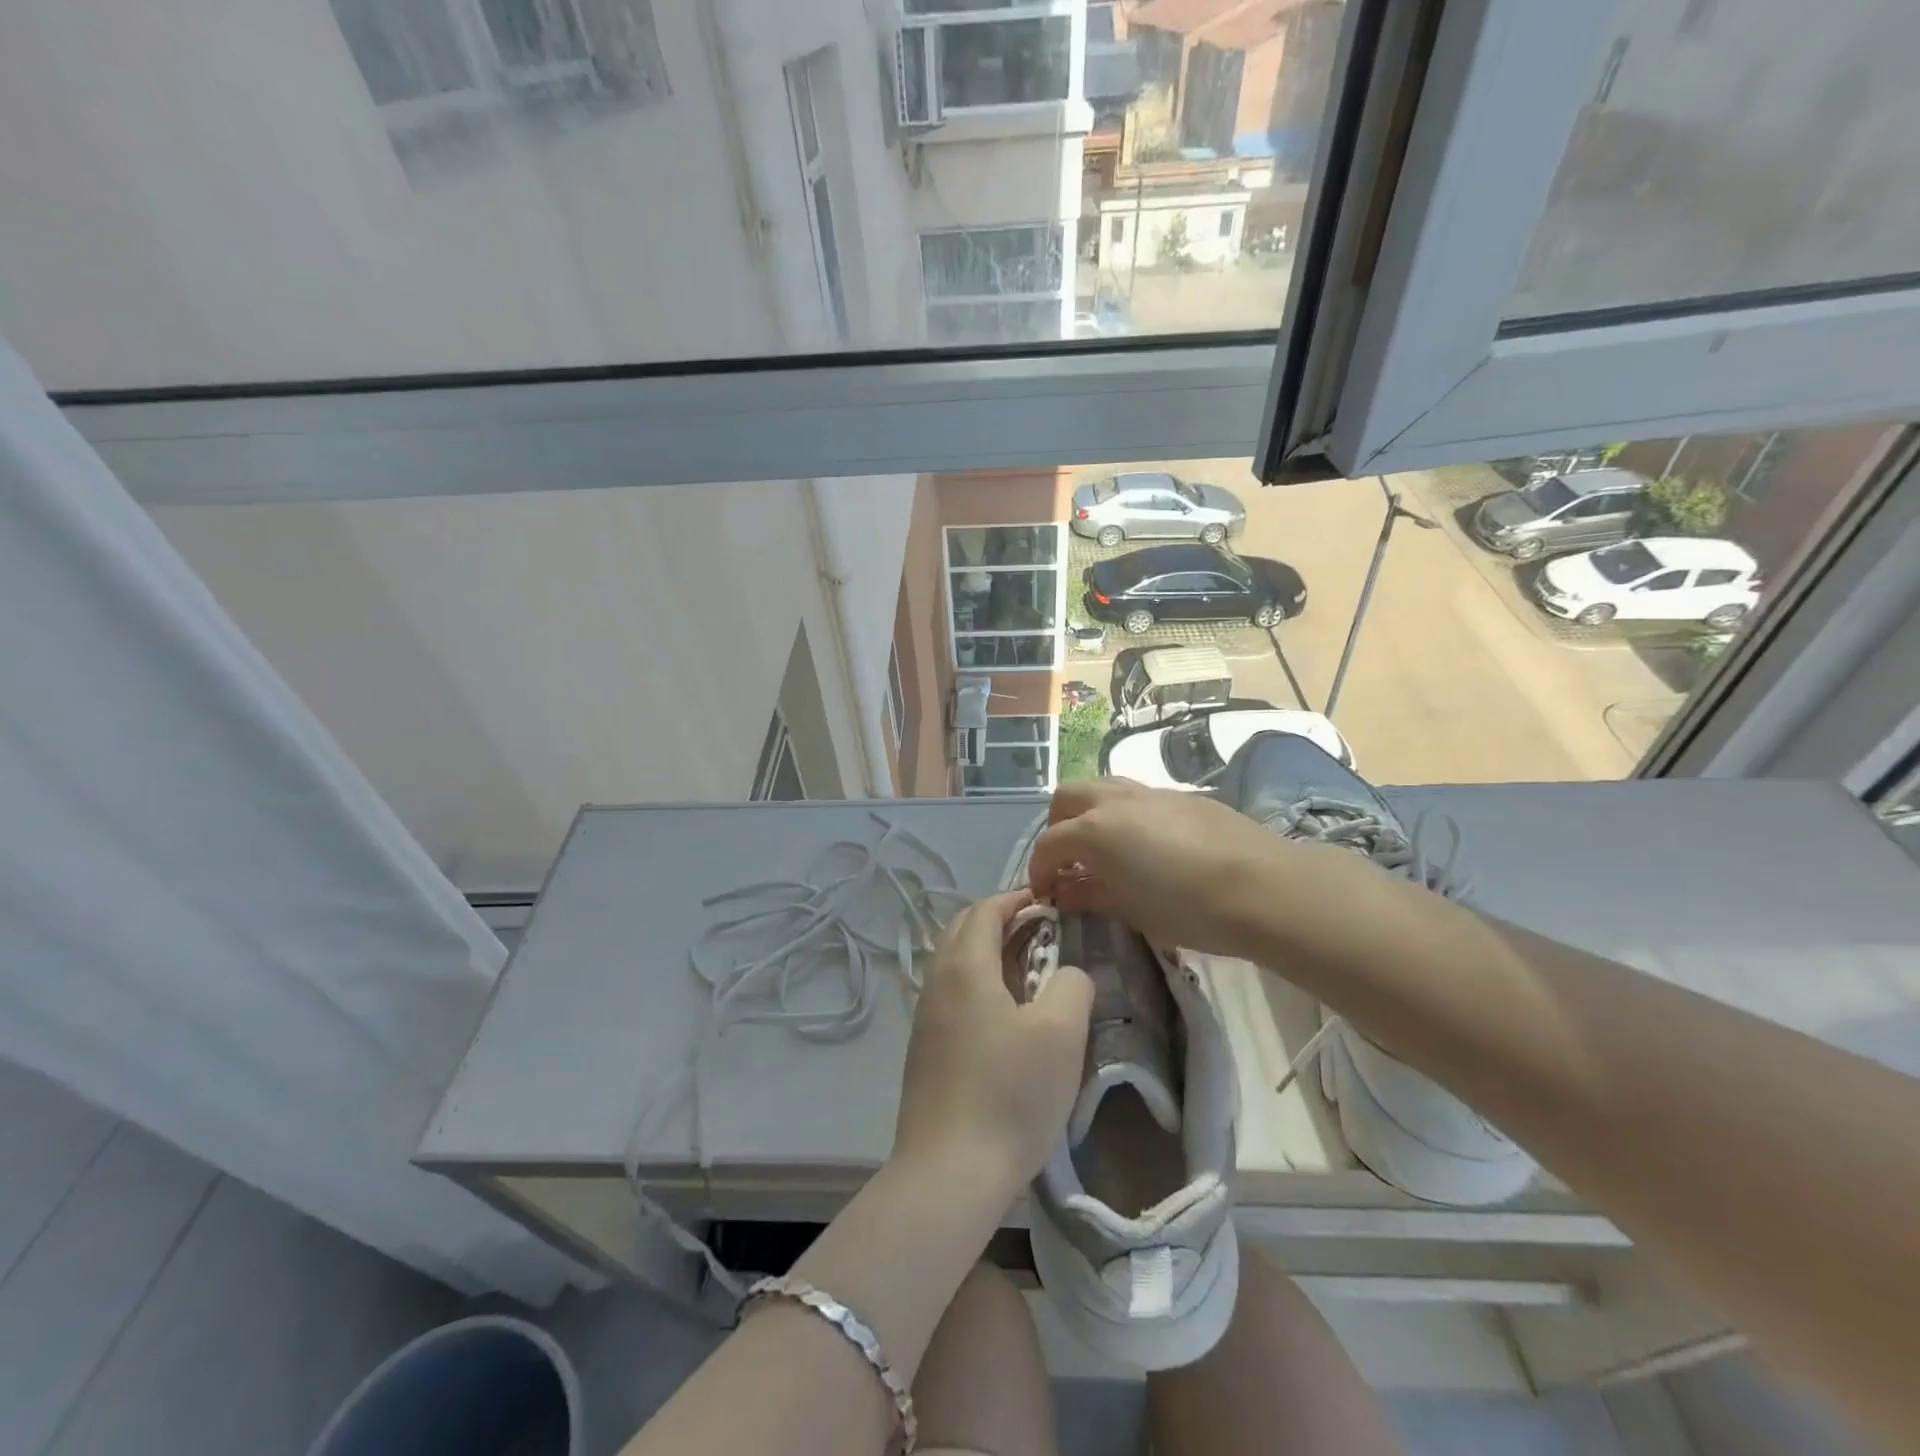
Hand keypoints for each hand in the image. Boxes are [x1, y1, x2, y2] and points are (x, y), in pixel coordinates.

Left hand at [894, 890, 1093, 1190]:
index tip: (1048, 902)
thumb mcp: (1061, 1033)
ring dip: (985, 951)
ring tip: (1026, 968)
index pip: (985, 910)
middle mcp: (936, 982)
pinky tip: (1002, 1013)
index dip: (1016, 899)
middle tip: (1039, 930)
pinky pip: (949, 993)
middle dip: (998, 919)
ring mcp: (924, 1017)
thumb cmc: (1010, 1093)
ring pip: (952, 962)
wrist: (949, 1171)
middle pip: (961, 929)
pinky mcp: (923, 1049)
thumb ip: (1072, 984)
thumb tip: (1067, 973)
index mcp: (965, 967)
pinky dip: (975, 981)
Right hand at [1027, 778, 1330, 958]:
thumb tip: (1066, 891)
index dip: (1040, 870)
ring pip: (1102, 787)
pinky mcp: (1182, 796)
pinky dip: (1124, 814)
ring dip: (1090, 813)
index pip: (1050, 844)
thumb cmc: (1188, 908)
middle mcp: (1115, 801)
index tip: (1045, 894)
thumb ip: (1091, 895)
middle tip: (1069, 862)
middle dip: (1058, 826)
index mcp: (1095, 830)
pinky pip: (1137, 797)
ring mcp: (1150, 793)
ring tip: (1103, 849)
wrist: (1262, 887)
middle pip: (1068, 798)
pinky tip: (1146, 846)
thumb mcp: (1131, 910)